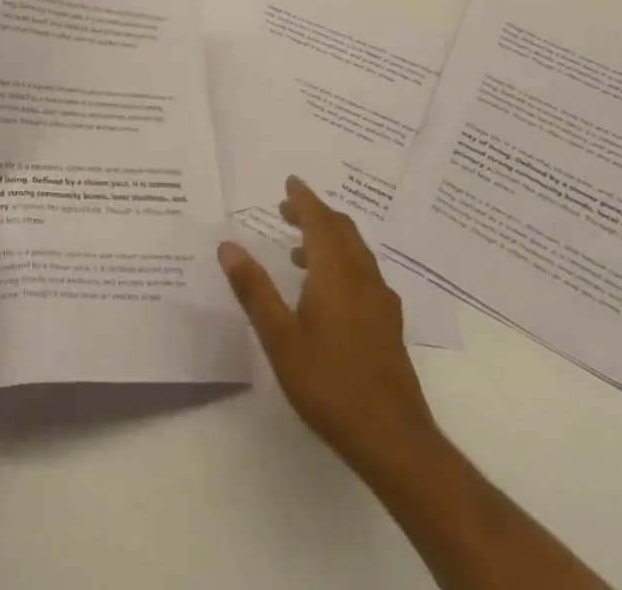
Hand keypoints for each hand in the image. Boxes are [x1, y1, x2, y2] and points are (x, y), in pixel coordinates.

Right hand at [219, 176, 439, 490]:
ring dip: (330, 239)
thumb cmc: (329, 384)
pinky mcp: (389, 326)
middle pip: (342, 231)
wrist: (393, 440)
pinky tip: (330, 290)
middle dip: (316, 214)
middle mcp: (362, 278)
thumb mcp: (279, 337)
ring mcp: (381, 303)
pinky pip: (365, 274)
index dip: (304, 199)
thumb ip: (254, 289)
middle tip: (288, 210)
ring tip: (299, 251)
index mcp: (335, 273)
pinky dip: (344, 263)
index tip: (290, 182)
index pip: (320, 221)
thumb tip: (228, 245)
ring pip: (356, 252)